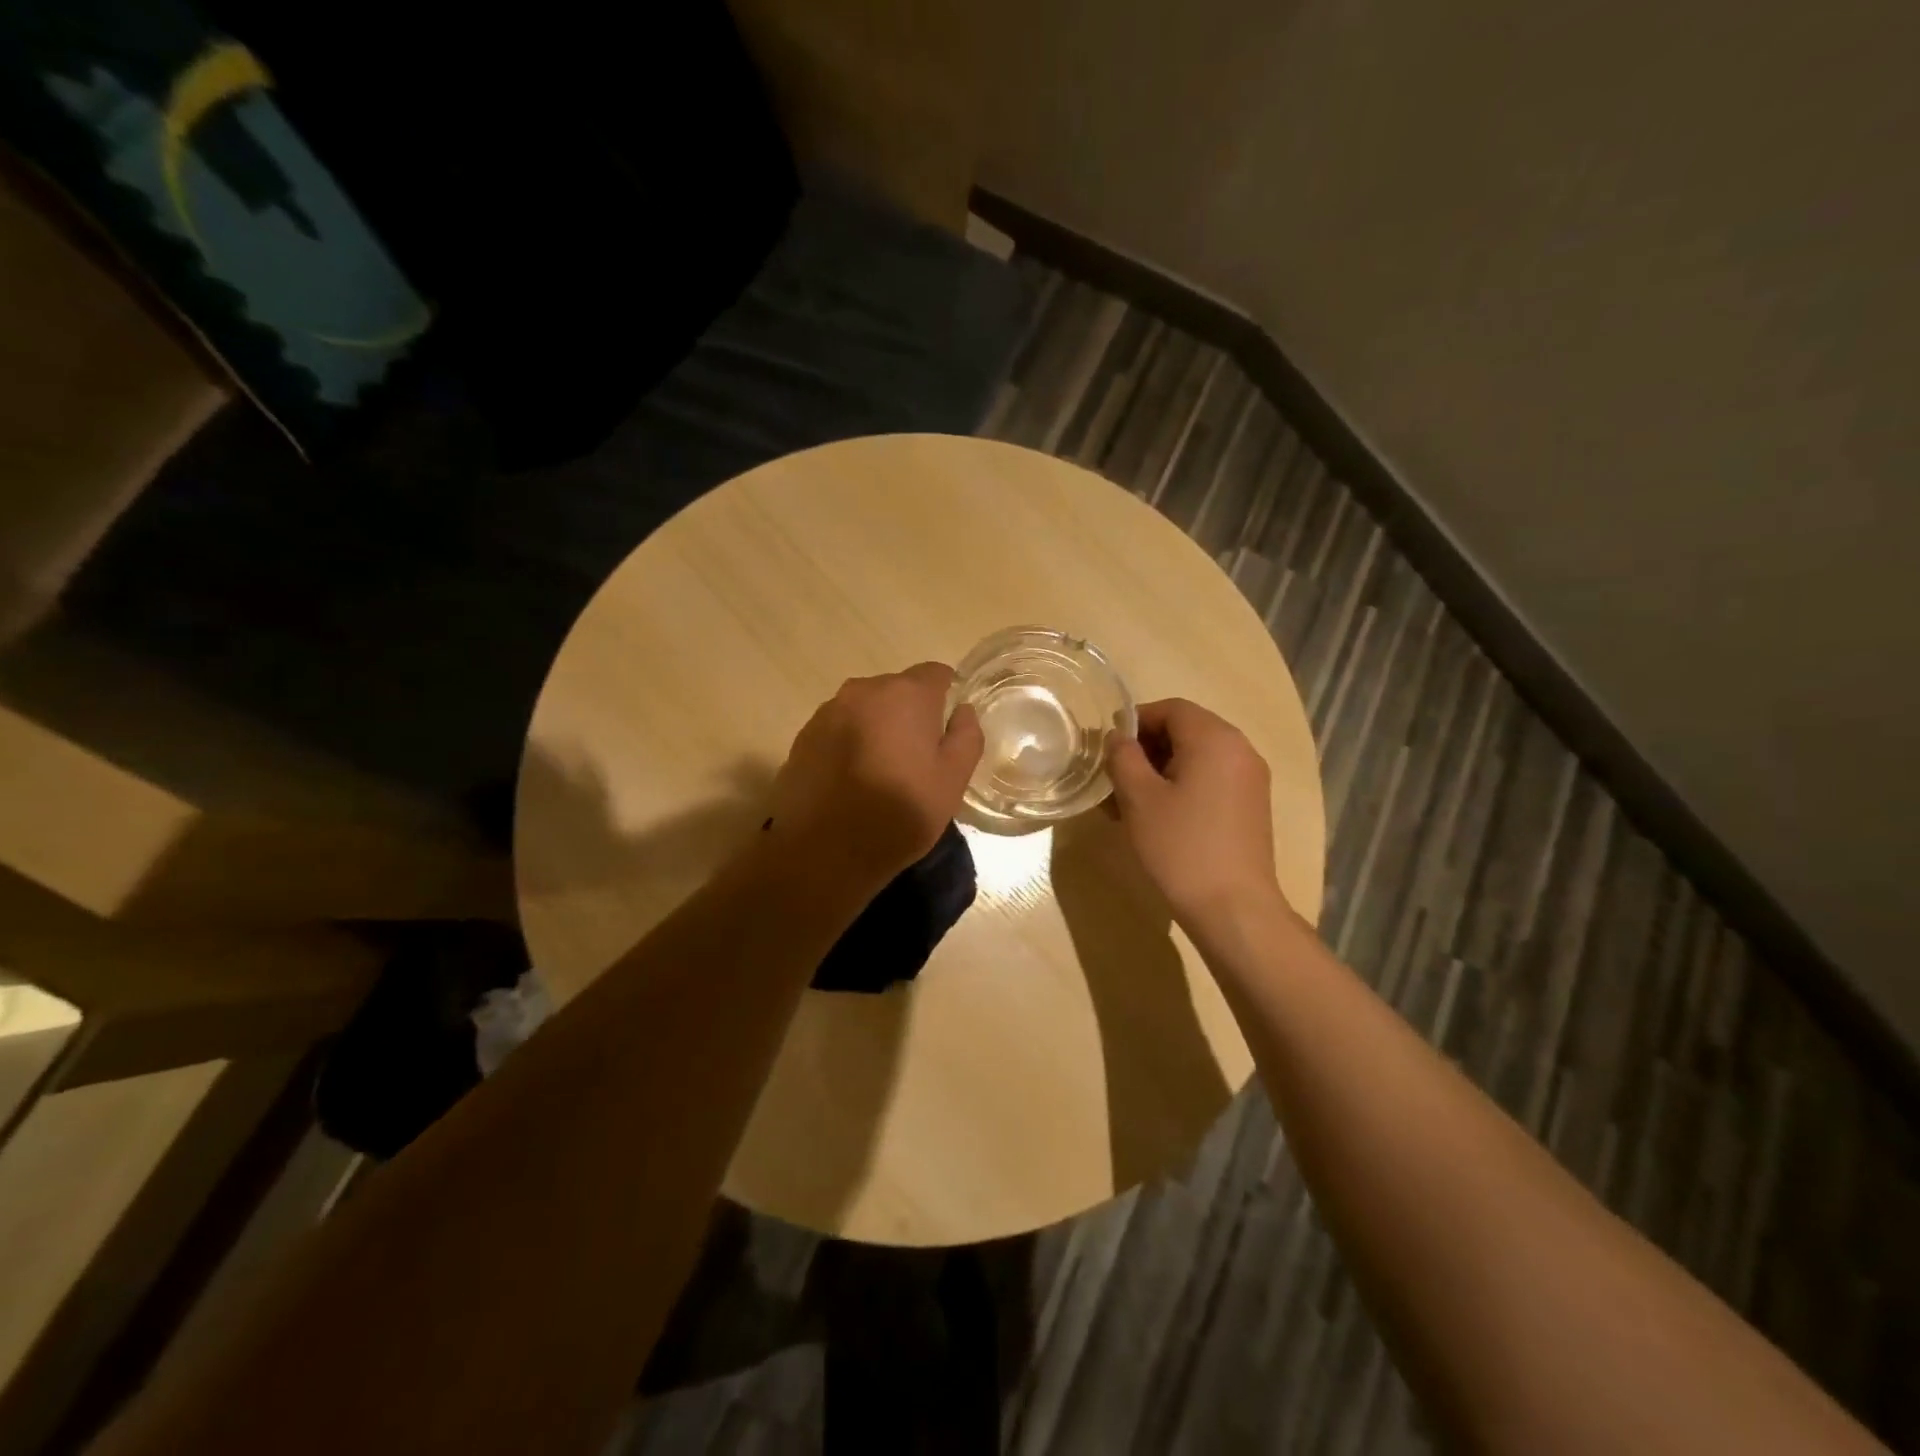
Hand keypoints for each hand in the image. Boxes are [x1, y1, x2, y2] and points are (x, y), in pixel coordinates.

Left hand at [768, 662, 983, 889]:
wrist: (823, 852)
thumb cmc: (899, 813)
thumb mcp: (952, 780)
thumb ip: (966, 736)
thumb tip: (962, 710)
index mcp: (905, 694)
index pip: (935, 673)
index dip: (947, 696)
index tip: (948, 728)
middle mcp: (863, 691)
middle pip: (897, 690)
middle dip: (910, 714)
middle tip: (918, 758)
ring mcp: (827, 713)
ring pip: (865, 710)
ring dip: (877, 729)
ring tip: (881, 773)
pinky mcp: (803, 738)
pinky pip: (838, 730)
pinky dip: (849, 745)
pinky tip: (852, 782)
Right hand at [1106, 698, 1287, 926]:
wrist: (1233, 908)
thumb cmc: (1180, 846)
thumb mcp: (1139, 798)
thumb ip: (1123, 757)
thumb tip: (1118, 738)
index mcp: (1215, 738)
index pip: (1170, 708)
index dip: (1134, 720)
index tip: (1107, 746)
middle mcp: (1240, 750)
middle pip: (1186, 730)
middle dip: (1146, 747)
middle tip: (1114, 775)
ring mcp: (1250, 780)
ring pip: (1197, 757)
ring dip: (1160, 769)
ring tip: (1129, 800)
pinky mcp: (1251, 807)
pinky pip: (1211, 780)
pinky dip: (1182, 786)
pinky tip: (1157, 816)